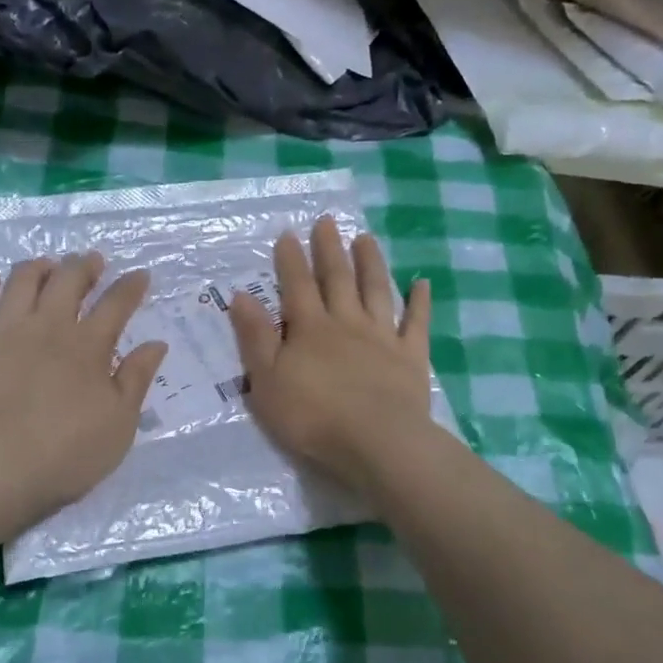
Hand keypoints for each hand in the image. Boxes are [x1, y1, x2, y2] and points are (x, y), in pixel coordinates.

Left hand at [0, 252, 168, 530]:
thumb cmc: (66, 451)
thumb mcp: (119, 423)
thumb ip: (136, 379)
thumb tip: (157, 344)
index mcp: (89, 346)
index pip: (116, 304)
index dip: (130, 286)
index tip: (140, 274)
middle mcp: (49, 325)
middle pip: (69, 280)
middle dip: (84, 266)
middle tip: (92, 260)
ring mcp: (6, 328)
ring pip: (23, 280)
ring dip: (39, 267)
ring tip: (47, 264)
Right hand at [228, 217, 433, 495]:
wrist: (376, 442)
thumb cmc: (312, 416)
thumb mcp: (267, 381)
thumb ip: (255, 337)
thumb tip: (241, 296)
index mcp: (310, 329)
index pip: (297, 286)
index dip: (291, 260)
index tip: (288, 233)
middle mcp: (346, 323)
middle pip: (337, 279)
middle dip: (330, 249)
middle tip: (327, 221)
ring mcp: (382, 337)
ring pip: (376, 291)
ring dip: (371, 263)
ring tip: (366, 238)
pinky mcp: (411, 357)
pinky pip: (417, 323)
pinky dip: (419, 302)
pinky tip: (421, 283)